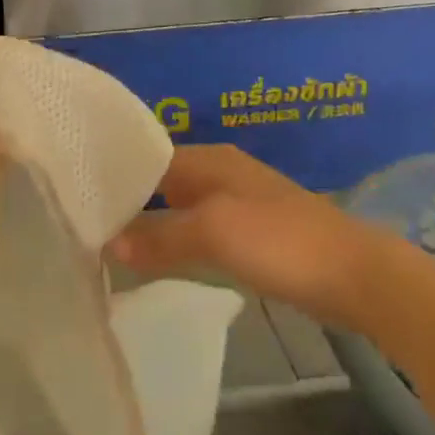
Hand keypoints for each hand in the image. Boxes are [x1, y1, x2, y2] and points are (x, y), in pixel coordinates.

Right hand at [107, 145, 368, 322]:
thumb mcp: (214, 234)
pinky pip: (199, 231)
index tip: (78, 202)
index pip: (146, 159)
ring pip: (179, 208)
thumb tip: (110, 243)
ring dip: (151, 225)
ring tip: (109, 247)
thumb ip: (161, 237)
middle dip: (128, 202)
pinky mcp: (251, 233)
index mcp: (209, 160)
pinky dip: (177, 242)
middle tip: (85, 227)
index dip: (114, 178)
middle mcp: (219, 173)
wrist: (357, 275)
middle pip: (161, 183)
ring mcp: (237, 203)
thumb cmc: (281, 242)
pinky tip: (158, 262)